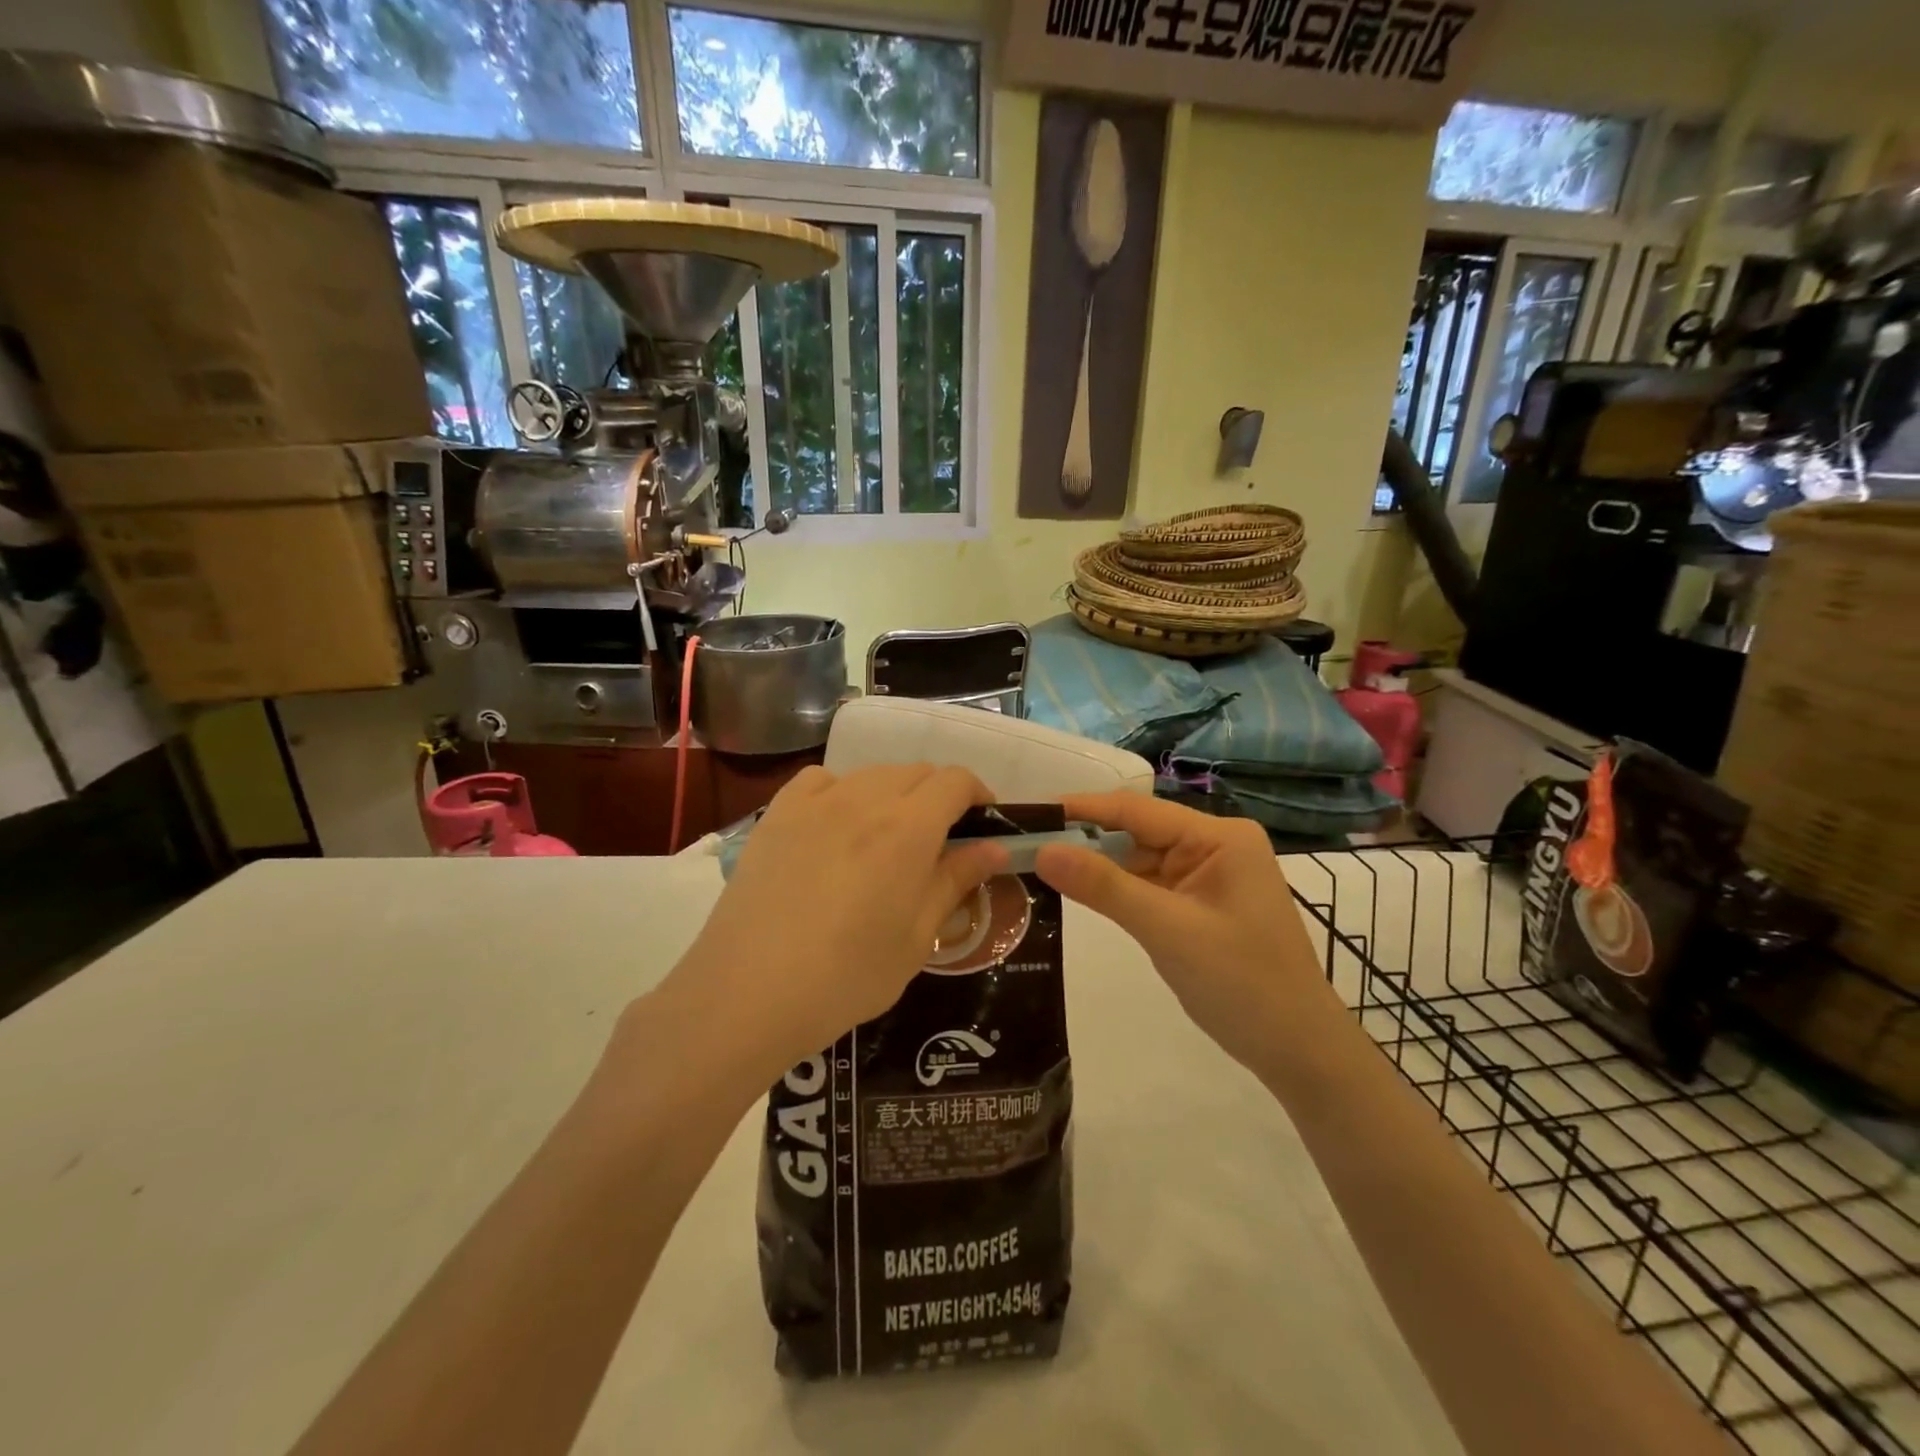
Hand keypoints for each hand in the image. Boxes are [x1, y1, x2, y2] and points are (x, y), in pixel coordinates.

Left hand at [663, 765, 1008, 1078]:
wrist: (748, 992)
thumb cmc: (848, 975)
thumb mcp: (917, 937)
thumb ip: (956, 881)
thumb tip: (996, 847)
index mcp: (909, 828)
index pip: (956, 781)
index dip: (978, 794)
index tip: (982, 823)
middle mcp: (865, 799)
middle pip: (916, 772)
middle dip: (939, 795)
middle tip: (939, 840)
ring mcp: (816, 802)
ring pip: (871, 774)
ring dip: (894, 793)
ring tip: (887, 837)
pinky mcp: (777, 813)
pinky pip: (821, 780)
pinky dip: (842, 791)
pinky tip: (836, 823)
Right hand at [1035, 793, 1343, 1072]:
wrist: (1298, 1051)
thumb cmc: (1242, 984)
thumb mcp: (1167, 931)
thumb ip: (1104, 887)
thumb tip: (1042, 849)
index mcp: (1219, 837)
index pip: (1137, 810)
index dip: (1082, 810)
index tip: (1031, 813)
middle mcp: (1215, 845)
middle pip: (1137, 833)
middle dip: (1085, 841)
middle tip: (1024, 846)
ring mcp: (1208, 875)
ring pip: (1139, 860)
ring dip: (1098, 868)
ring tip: (1039, 866)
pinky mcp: (1199, 903)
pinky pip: (1149, 886)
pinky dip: (1117, 891)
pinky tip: (1079, 892)